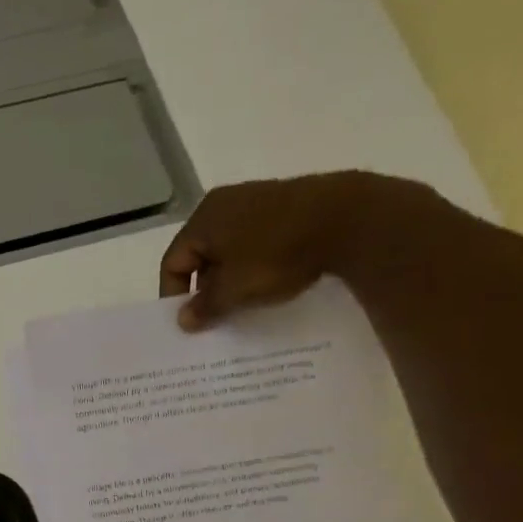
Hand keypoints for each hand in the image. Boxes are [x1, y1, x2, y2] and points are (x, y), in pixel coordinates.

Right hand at [159, 171, 421, 330]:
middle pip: (200, 255)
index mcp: (203, 218)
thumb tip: (182, 320)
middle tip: (216, 317)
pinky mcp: (287, 204)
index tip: (188, 322)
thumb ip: (204, 306)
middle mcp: (225, 203)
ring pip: (230, 249)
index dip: (174, 295)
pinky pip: (258, 241)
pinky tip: (271, 282)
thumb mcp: (235, 289)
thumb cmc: (277, 254)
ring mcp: (258, 200)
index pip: (172, 262)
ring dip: (232, 278)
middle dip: (205, 288)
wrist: (350, 219)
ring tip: (244, 304)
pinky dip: (256, 264)